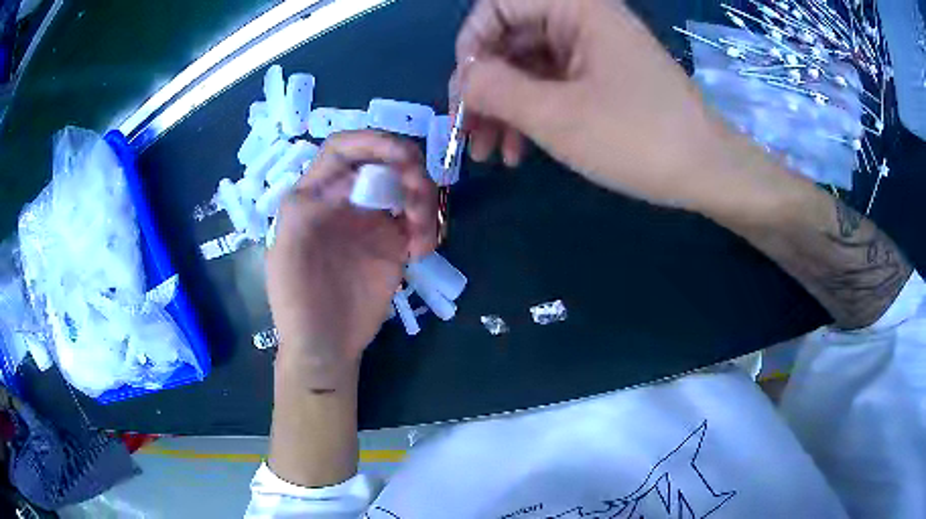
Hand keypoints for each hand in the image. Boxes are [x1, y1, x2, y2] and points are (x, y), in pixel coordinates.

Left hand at [266, 131, 437, 389]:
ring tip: (419, 234)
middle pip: (384, 161)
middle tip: (418, 196)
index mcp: (316, 194)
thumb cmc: (295, 300)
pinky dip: (428, 229)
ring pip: (408, 188)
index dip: (372, 141)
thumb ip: (308, 209)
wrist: (325, 345)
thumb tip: (348, 178)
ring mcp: (373, 221)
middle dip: (408, 168)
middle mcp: (347, 200)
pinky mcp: (395, 245)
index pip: (344, 149)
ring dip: (423, 200)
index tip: (401, 156)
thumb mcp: (286, 251)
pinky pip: (420, 223)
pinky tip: (420, 252)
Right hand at [454, 0, 746, 208]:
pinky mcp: (603, 78)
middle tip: (469, 134)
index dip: (471, 45)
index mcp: (576, 8)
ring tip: (490, 153)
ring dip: (503, 107)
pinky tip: (520, 151)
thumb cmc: (638, 138)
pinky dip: (532, 113)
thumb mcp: (557, 115)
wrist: (709, 172)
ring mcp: (594, 50)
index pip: (497, 6)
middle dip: (484, 87)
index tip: (464, 92)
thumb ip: (495, 89)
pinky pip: (553, 85)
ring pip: (529, 67)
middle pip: (510, 39)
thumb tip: (464, 78)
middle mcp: (583, 20)